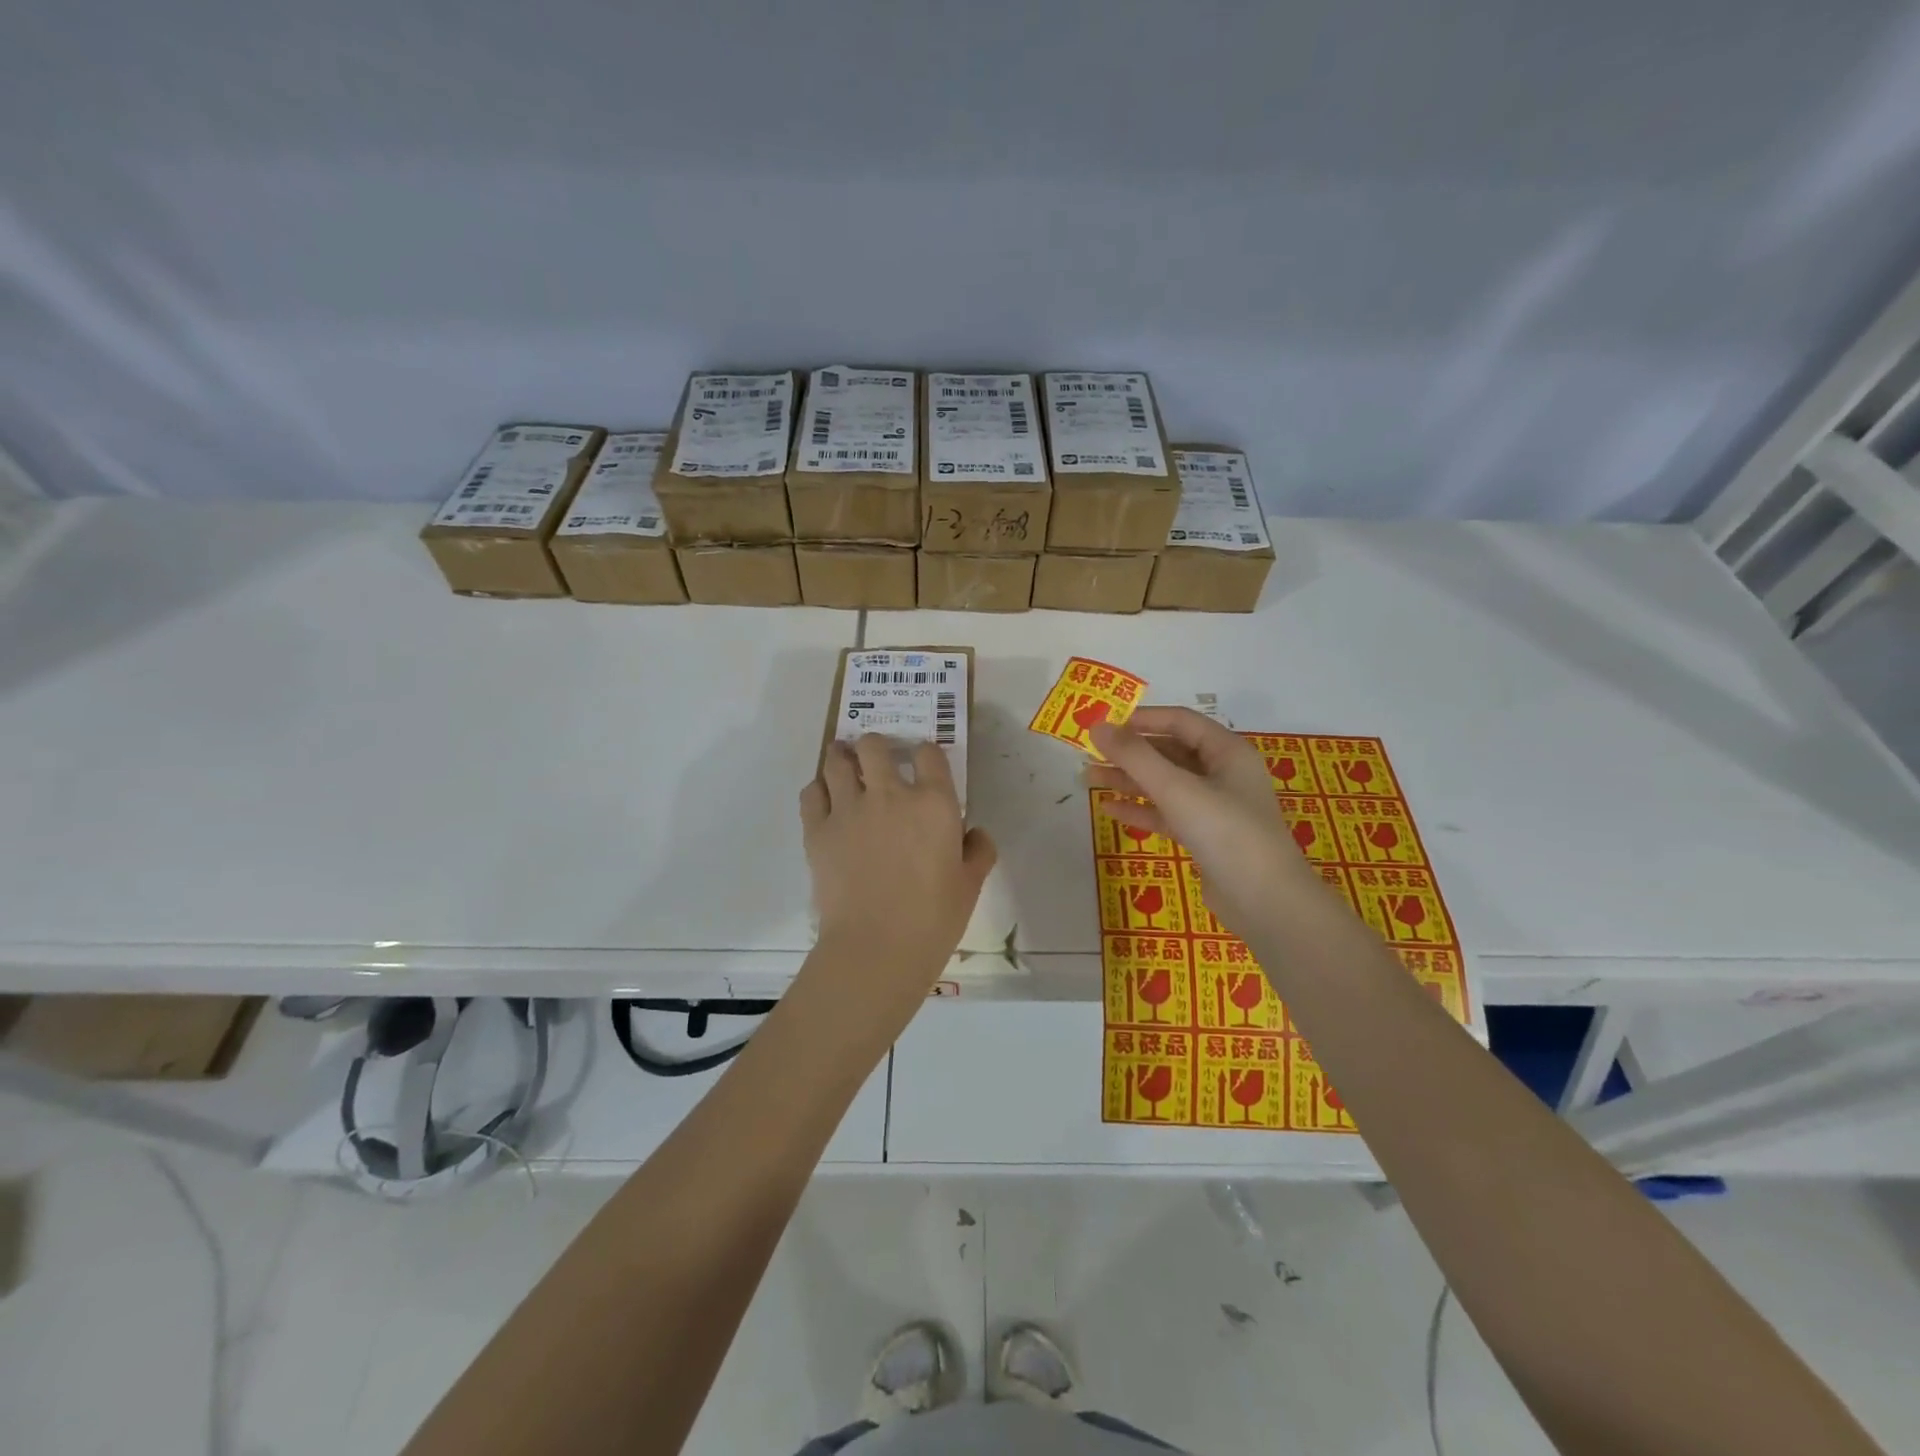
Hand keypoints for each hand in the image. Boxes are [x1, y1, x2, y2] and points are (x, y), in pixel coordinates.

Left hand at [798, 736, 996, 1029]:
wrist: (877, 948)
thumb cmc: (933, 919)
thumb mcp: (971, 885)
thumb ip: (979, 851)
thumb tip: (975, 833)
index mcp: (933, 803)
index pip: (928, 753)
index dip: (926, 754)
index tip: (923, 765)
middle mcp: (889, 794)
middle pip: (874, 745)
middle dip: (876, 747)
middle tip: (877, 761)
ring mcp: (849, 809)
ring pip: (837, 761)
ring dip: (842, 758)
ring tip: (845, 765)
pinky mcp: (817, 830)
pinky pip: (811, 792)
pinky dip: (818, 790)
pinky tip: (826, 801)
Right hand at [1088, 708, 1319, 941]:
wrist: (1266, 903)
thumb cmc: (1226, 833)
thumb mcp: (1177, 789)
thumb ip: (1135, 756)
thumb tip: (1097, 726)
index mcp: (1227, 751)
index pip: (1179, 721)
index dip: (1140, 719)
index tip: (1102, 724)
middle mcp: (1223, 773)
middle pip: (1169, 752)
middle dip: (1129, 752)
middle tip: (1088, 753)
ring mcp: (1215, 807)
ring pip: (1165, 784)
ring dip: (1129, 780)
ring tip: (1089, 779)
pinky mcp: (1205, 836)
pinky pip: (1167, 813)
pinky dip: (1141, 809)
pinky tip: (1110, 809)